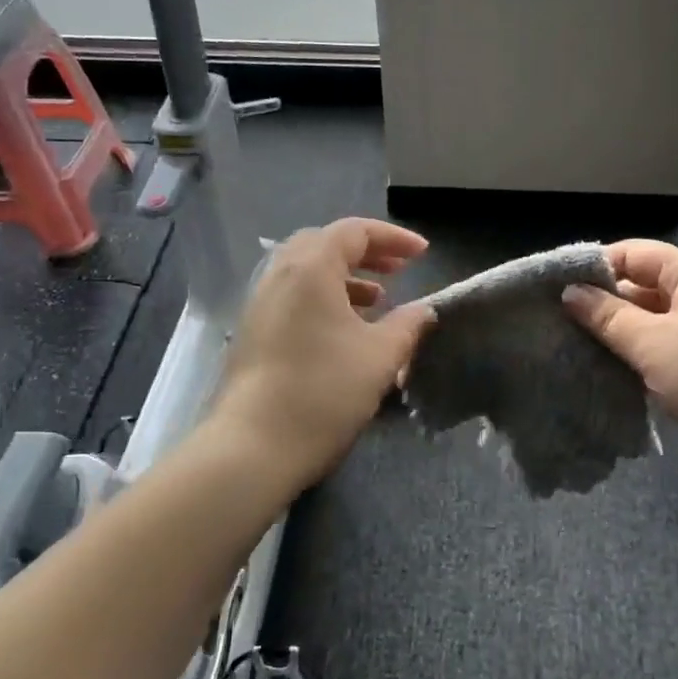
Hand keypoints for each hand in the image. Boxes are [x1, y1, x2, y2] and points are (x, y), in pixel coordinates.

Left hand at [212, 218, 434, 483]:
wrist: (254, 446)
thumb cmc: (324, 391)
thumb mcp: (380, 356)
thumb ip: (407, 325)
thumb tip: (424, 311)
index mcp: (310, 268)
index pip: (354, 232)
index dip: (393, 238)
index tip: (423, 254)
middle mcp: (279, 276)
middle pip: (324, 245)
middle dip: (365, 253)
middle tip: (398, 270)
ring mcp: (260, 305)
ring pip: (306, 273)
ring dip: (345, 278)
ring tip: (378, 301)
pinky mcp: (253, 333)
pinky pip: (293, 298)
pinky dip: (324, 300)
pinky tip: (345, 332)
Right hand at [562, 240, 677, 461]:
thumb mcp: (652, 344)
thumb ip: (607, 316)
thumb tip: (570, 292)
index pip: (632, 253)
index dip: (595, 267)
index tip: (556, 291)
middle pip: (641, 285)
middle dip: (603, 304)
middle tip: (560, 326)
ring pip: (652, 319)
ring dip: (620, 334)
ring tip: (579, 350)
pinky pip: (666, 345)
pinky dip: (641, 354)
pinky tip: (614, 373)